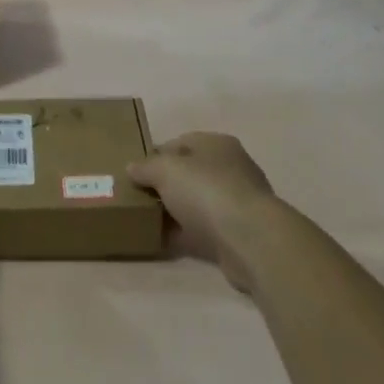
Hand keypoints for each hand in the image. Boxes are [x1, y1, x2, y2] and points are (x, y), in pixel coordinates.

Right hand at [128, 132, 279, 291]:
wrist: (250, 240)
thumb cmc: (207, 191)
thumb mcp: (165, 170)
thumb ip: (146, 167)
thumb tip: (132, 168)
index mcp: (216, 144)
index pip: (180, 143)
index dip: (155, 156)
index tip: (135, 173)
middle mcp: (231, 168)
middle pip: (189, 173)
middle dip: (165, 185)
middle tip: (139, 197)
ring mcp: (237, 202)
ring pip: (197, 202)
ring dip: (175, 211)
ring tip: (148, 221)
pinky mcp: (238, 233)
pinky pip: (204, 229)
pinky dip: (185, 234)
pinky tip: (165, 241)